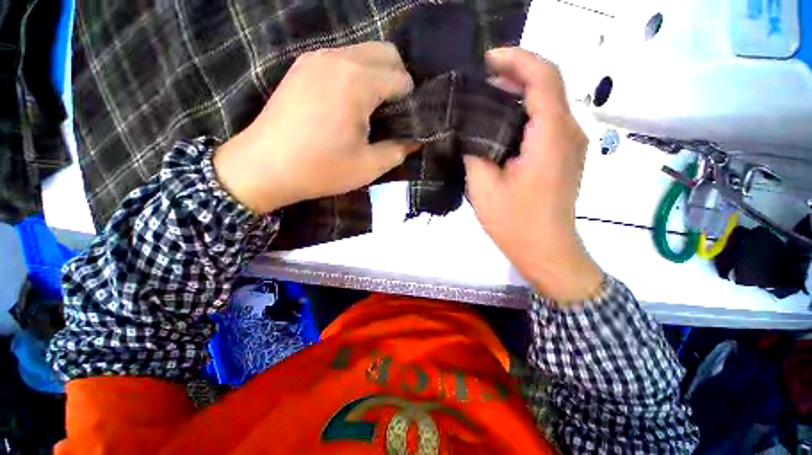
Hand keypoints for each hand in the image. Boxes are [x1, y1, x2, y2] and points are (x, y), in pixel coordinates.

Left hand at [214, 42, 418, 213]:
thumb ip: (399, 150)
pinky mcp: (302, 66)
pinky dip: (355, 75)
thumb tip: (415, 140)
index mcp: (357, 82)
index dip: (410, 102)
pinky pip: (342, 59)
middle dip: (398, 80)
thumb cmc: (320, 169)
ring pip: (364, 53)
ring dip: (377, 76)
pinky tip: (348, 103)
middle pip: (386, 53)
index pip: (402, 78)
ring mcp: (316, 58)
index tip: (405, 123)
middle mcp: (338, 58)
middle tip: (392, 114)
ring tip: (371, 110)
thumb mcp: (368, 166)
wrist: (264, 167)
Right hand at [464, 48, 602, 302]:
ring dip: (518, 93)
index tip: (487, 60)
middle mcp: (569, 132)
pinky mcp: (564, 155)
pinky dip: (524, 112)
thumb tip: (467, 127)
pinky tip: (501, 122)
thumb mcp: (484, 187)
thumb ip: (475, 151)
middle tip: (479, 80)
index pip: (543, 78)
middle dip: (515, 73)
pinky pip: (547, 121)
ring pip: (548, 101)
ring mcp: (570, 144)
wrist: (546, 250)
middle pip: (548, 84)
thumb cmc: (515, 223)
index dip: (516, 59)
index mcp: (551, 137)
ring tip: (485, 97)